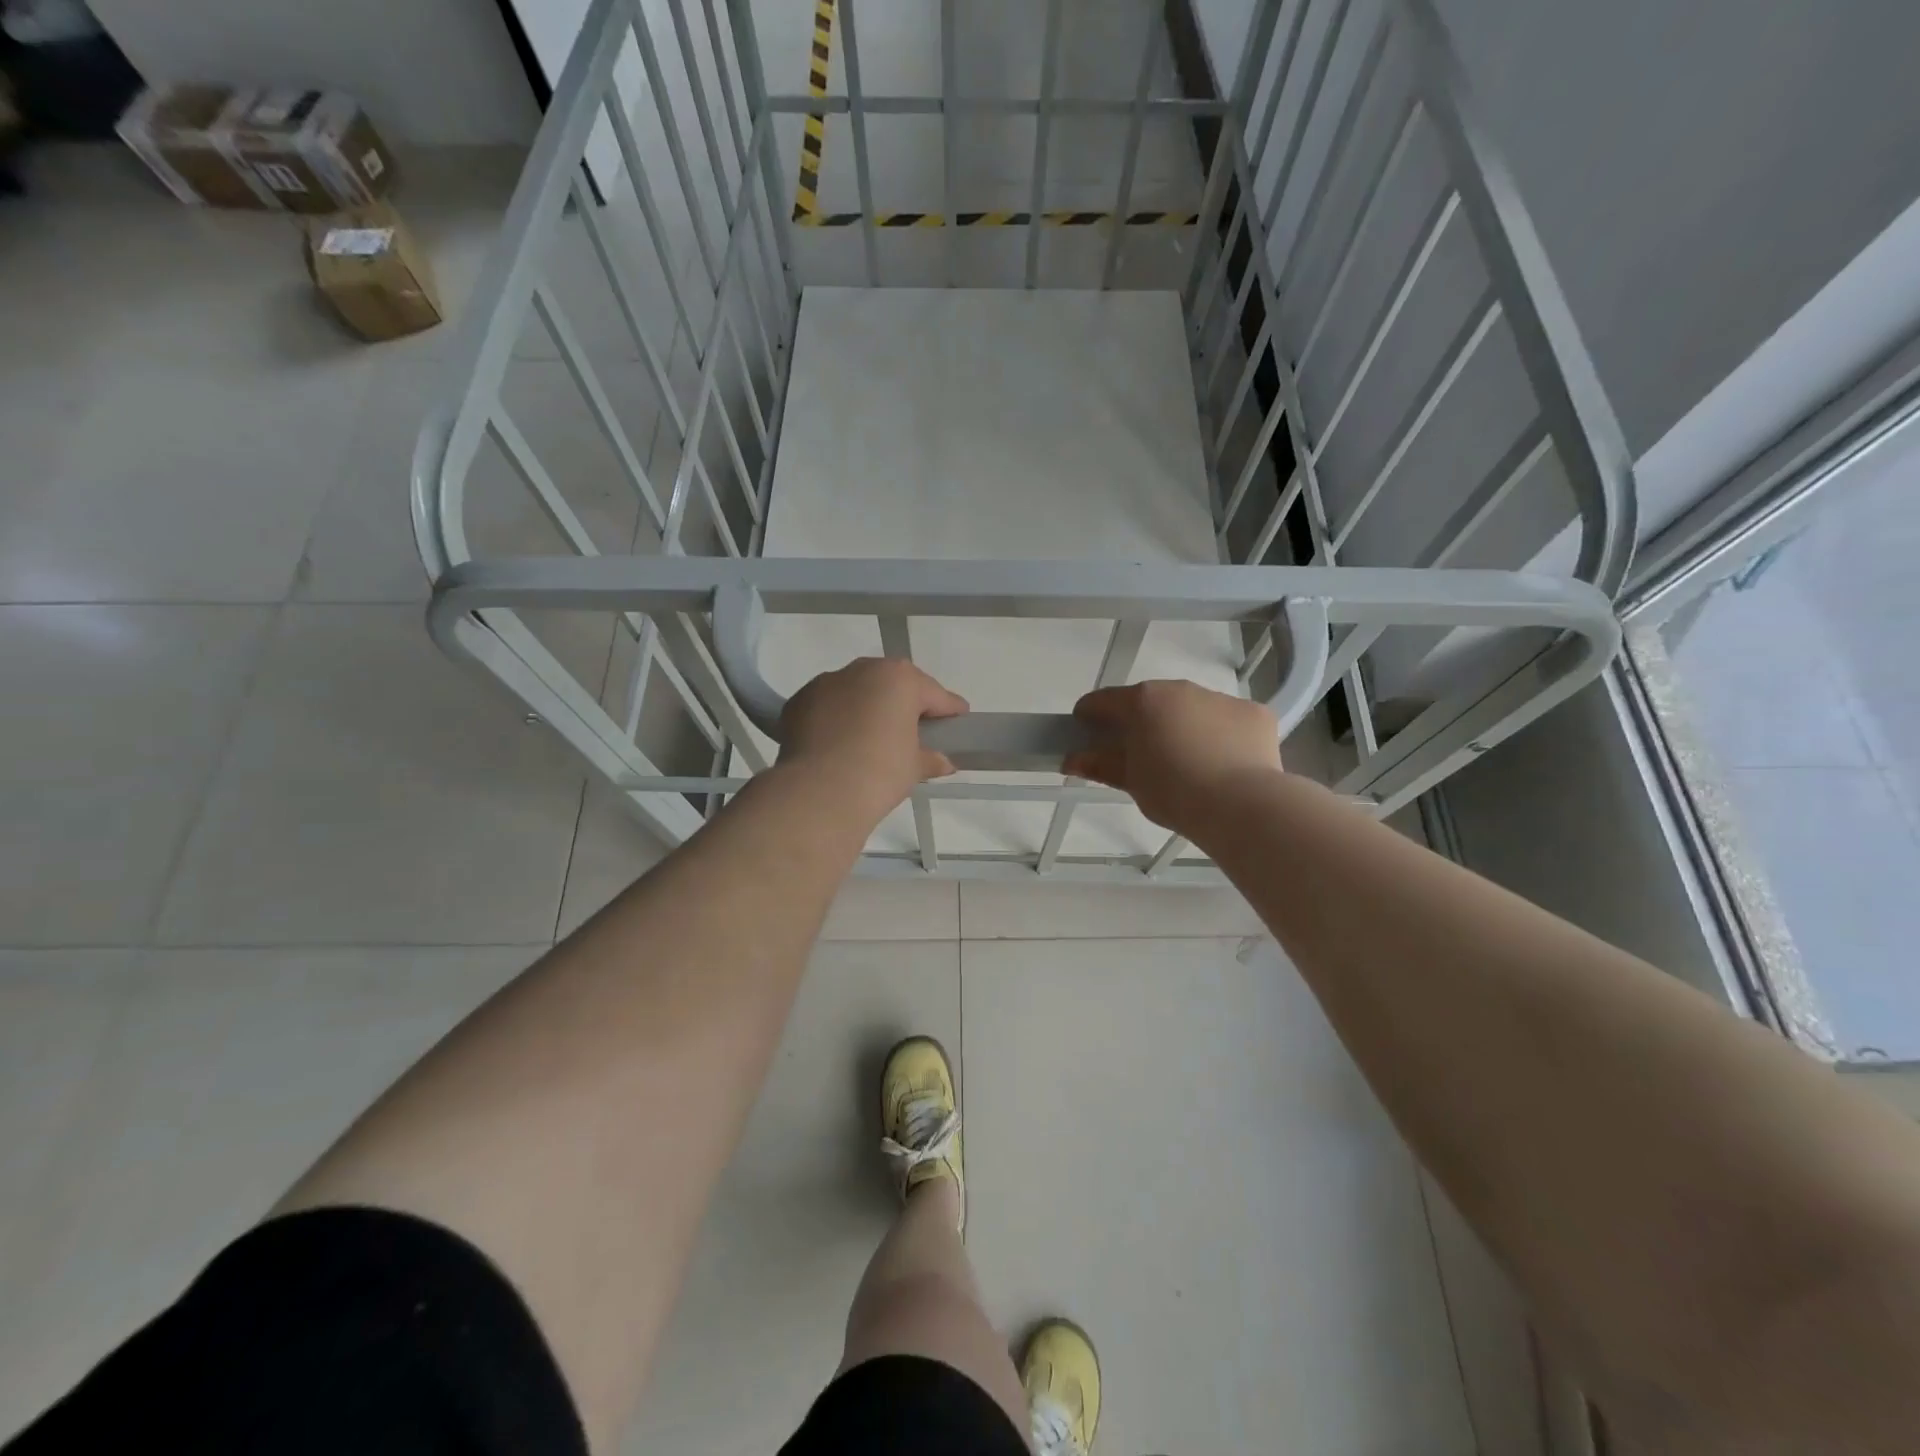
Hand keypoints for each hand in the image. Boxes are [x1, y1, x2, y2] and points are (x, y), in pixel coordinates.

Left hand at [779, 658, 969, 820]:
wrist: (820, 791)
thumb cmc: (880, 772)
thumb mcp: (914, 767)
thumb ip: (930, 758)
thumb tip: (943, 762)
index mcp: (899, 679)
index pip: (933, 693)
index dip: (948, 709)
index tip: (958, 718)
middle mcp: (862, 670)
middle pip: (891, 684)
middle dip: (903, 702)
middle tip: (913, 729)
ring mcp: (826, 683)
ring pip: (856, 691)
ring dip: (866, 707)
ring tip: (871, 737)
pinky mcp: (799, 702)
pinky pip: (828, 706)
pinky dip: (836, 719)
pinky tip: (839, 743)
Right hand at [1064, 680, 1281, 835]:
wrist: (1241, 804)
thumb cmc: (1173, 792)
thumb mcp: (1131, 781)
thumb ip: (1100, 765)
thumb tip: (1071, 760)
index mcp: (1143, 701)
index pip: (1103, 700)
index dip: (1089, 716)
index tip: (1085, 733)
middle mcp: (1180, 689)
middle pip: (1150, 701)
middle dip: (1140, 722)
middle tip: (1139, 755)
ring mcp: (1220, 698)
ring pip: (1191, 708)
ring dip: (1182, 726)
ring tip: (1187, 763)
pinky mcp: (1254, 713)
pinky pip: (1227, 720)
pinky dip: (1221, 736)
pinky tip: (1223, 764)